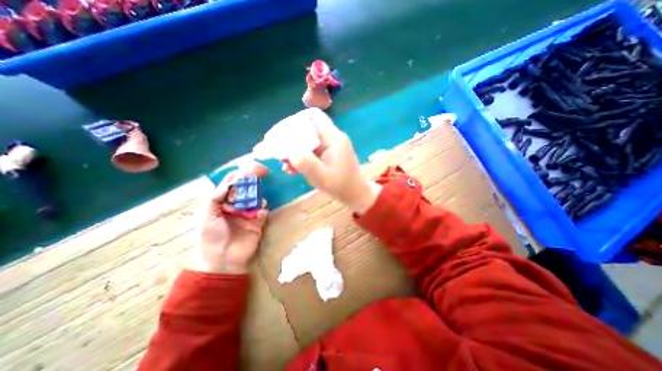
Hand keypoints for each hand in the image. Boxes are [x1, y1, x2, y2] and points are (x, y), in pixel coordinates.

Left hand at [189, 169, 267, 273]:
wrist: (223, 260)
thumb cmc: (211, 237)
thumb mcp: (207, 216)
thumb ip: (216, 197)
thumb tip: (228, 182)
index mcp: (222, 204)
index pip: (230, 187)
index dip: (236, 178)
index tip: (244, 169)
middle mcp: (236, 207)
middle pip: (245, 191)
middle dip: (250, 182)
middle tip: (257, 173)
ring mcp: (248, 214)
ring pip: (255, 199)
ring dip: (256, 196)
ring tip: (254, 198)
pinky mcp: (258, 222)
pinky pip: (263, 211)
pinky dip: (262, 210)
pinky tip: (259, 213)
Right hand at [286, 108, 382, 212]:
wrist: (354, 194)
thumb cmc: (340, 185)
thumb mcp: (321, 176)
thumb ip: (305, 162)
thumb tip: (288, 150)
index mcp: (333, 138)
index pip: (315, 116)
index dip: (297, 119)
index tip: (283, 133)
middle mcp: (332, 138)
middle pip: (308, 127)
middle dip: (291, 139)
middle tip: (279, 150)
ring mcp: (330, 146)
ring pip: (308, 140)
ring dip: (295, 150)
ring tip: (284, 162)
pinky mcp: (328, 155)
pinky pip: (312, 150)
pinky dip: (301, 157)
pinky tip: (292, 168)